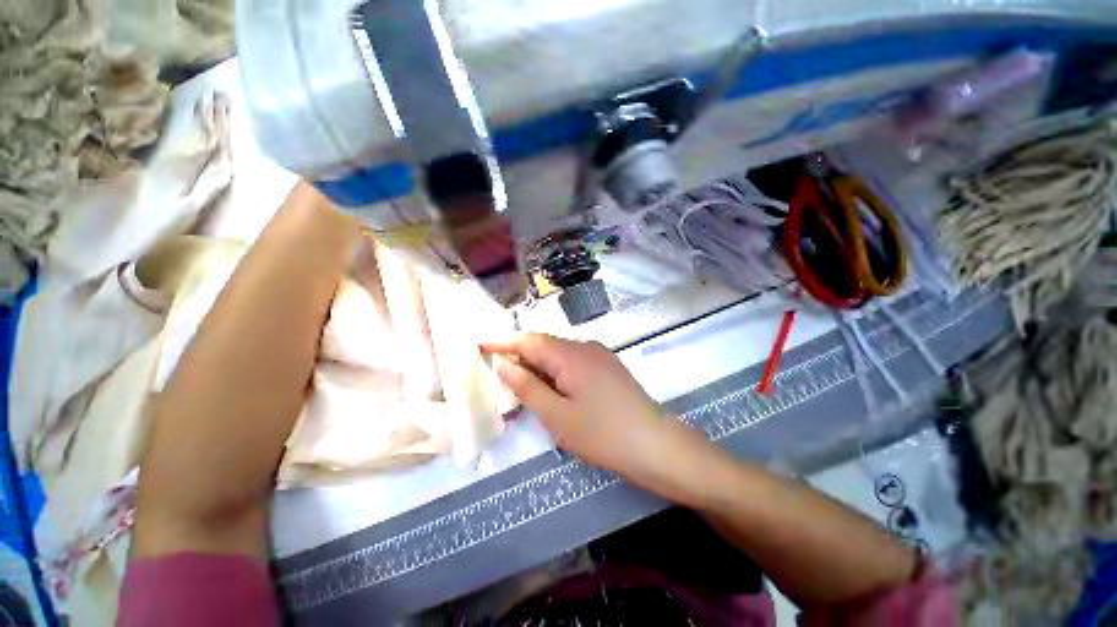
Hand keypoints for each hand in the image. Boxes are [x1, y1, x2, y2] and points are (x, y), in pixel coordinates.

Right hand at [483, 333, 682, 477]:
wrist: (655, 445)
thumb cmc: (602, 433)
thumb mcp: (557, 415)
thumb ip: (527, 386)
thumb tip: (502, 363)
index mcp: (570, 354)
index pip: (529, 340)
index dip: (503, 342)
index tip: (481, 347)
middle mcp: (585, 346)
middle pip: (545, 345)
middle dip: (521, 357)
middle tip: (500, 377)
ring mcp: (600, 355)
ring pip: (560, 354)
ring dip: (539, 366)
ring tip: (523, 387)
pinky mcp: (608, 367)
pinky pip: (574, 362)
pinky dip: (557, 372)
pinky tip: (553, 390)